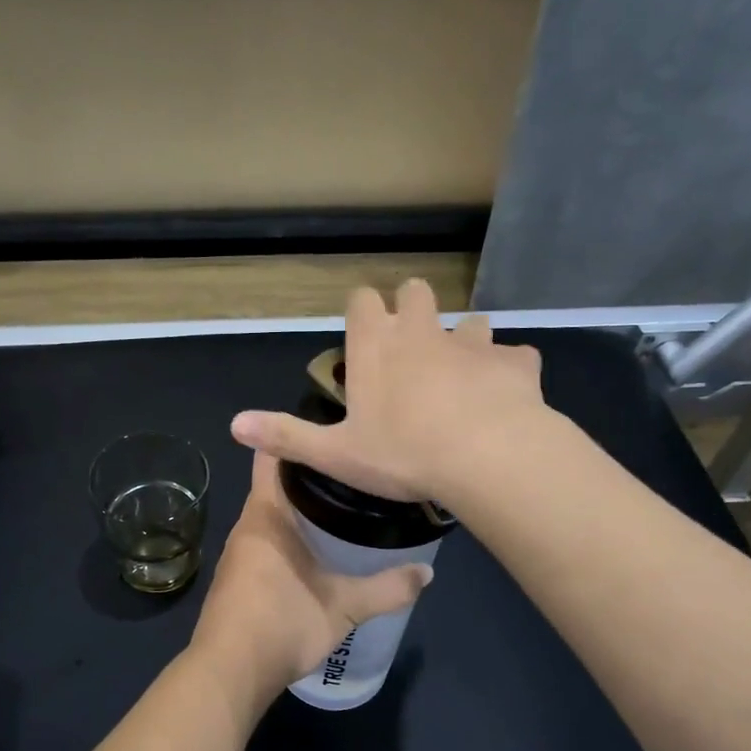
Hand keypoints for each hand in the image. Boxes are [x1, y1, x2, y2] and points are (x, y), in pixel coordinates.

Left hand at [189, 450, 432, 717]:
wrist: (229, 674)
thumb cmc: (282, 624)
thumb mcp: (344, 606)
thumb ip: (387, 588)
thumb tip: (428, 573)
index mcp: (265, 515)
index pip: (271, 454)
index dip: (295, 436)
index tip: (331, 431)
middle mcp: (246, 526)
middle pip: (276, 485)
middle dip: (312, 476)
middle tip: (355, 472)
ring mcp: (238, 554)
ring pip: (271, 516)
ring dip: (301, 510)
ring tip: (344, 507)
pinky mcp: (237, 579)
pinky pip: (266, 542)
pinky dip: (289, 537)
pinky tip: (317, 552)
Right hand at [229, 279, 546, 501]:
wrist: (488, 457)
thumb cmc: (403, 454)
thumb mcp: (336, 454)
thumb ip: (286, 436)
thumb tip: (234, 425)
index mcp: (377, 346)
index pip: (363, 300)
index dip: (362, 310)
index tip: (364, 334)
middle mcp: (424, 332)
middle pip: (417, 293)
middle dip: (413, 309)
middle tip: (411, 348)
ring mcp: (474, 343)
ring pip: (471, 321)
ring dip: (465, 341)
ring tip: (463, 376)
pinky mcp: (516, 362)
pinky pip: (515, 356)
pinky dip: (509, 370)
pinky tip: (506, 396)